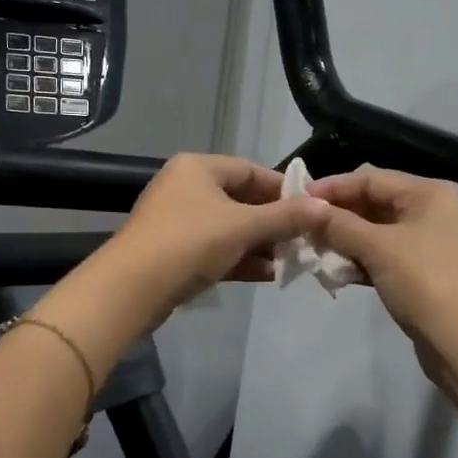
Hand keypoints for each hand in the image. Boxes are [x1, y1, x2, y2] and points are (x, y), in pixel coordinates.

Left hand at [103, 153, 330, 319]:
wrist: (131, 289)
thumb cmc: (189, 242)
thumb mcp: (243, 226)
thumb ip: (285, 217)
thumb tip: (325, 207)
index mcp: (199, 168)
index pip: (251, 170)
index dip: (283, 189)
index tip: (312, 210)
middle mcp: (187, 187)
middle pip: (242, 199)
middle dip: (274, 222)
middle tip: (305, 240)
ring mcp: (179, 220)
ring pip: (230, 227)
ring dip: (260, 244)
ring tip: (292, 261)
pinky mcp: (175, 251)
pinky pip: (216, 248)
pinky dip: (241, 258)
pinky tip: (269, 275)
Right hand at [308, 166, 457, 362]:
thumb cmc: (425, 282)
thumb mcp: (377, 248)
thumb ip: (339, 225)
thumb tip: (308, 211)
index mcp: (431, 193)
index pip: (371, 178)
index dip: (333, 187)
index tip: (296, 199)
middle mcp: (434, 211)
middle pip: (375, 202)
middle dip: (338, 215)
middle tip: (302, 227)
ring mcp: (432, 243)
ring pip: (378, 232)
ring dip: (346, 239)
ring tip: (313, 250)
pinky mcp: (426, 273)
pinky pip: (386, 255)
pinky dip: (361, 260)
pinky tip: (336, 271)